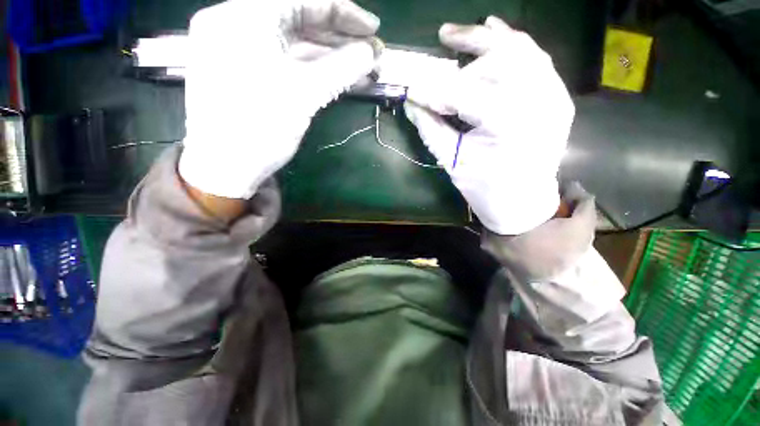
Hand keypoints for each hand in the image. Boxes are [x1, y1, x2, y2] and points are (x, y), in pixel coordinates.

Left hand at [179, 0, 379, 199]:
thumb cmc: (259, 128)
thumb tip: (372, 53)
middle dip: (339, 37)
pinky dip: (313, 69)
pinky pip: (286, 62)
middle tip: (370, 51)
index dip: (343, 12)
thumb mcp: (304, 94)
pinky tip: (340, 76)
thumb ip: (341, 68)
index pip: (301, 1)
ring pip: (294, 44)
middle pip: (297, 20)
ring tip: (362, 67)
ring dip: (330, 56)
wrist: (225, 169)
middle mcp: (236, 24)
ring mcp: (239, 50)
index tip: (373, 28)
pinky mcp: (246, 73)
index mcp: (241, 17)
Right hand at [404, 16, 574, 234]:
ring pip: (517, 49)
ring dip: (483, 41)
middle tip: (433, 63)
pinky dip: (511, 41)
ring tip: (454, 34)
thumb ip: (431, 129)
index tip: (411, 89)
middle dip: (459, 62)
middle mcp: (537, 101)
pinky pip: (535, 56)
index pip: (463, 93)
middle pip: (494, 62)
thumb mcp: (453, 162)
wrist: (524, 202)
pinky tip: (491, 29)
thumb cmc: (485, 189)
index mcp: (508, 124)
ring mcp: (554, 94)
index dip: (433, 90)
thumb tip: (412, 103)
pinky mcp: (558, 95)